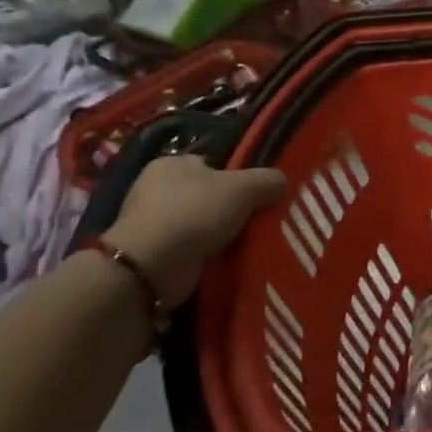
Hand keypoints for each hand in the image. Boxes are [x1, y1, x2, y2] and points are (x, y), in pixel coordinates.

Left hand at [107, 158, 286, 308]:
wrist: (149, 268)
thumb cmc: (194, 213)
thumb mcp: (244, 188)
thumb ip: (268, 180)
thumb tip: (283, 182)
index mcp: (171, 163)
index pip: (212, 164)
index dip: (237, 177)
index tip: (258, 196)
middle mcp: (154, 189)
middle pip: (205, 195)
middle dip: (227, 209)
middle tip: (255, 222)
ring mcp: (148, 224)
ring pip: (196, 225)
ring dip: (215, 236)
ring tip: (243, 245)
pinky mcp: (148, 256)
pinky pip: (186, 250)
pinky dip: (202, 257)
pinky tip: (223, 263)